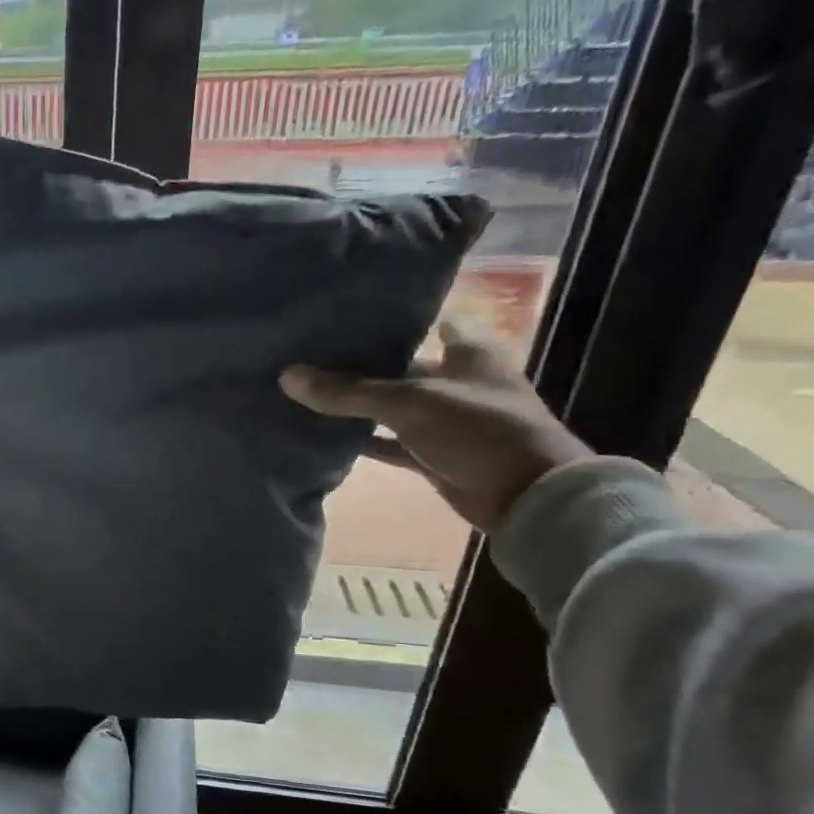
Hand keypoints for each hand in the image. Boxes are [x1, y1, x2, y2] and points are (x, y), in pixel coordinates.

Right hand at [278, 322, 590, 533]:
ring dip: (357, 406)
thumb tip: (287, 375)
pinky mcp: (434, 455)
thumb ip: (348, 391)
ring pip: (391, 407)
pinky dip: (364, 441)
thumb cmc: (478, 430)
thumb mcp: (409, 403)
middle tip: (309, 356)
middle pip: (400, 367)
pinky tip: (327, 436)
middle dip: (360, 366)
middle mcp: (457, 382)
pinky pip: (390, 443)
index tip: (345, 318)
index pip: (425, 324)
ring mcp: (446, 421)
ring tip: (306, 393)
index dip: (390, 321)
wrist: (527, 496)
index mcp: (467, 353)